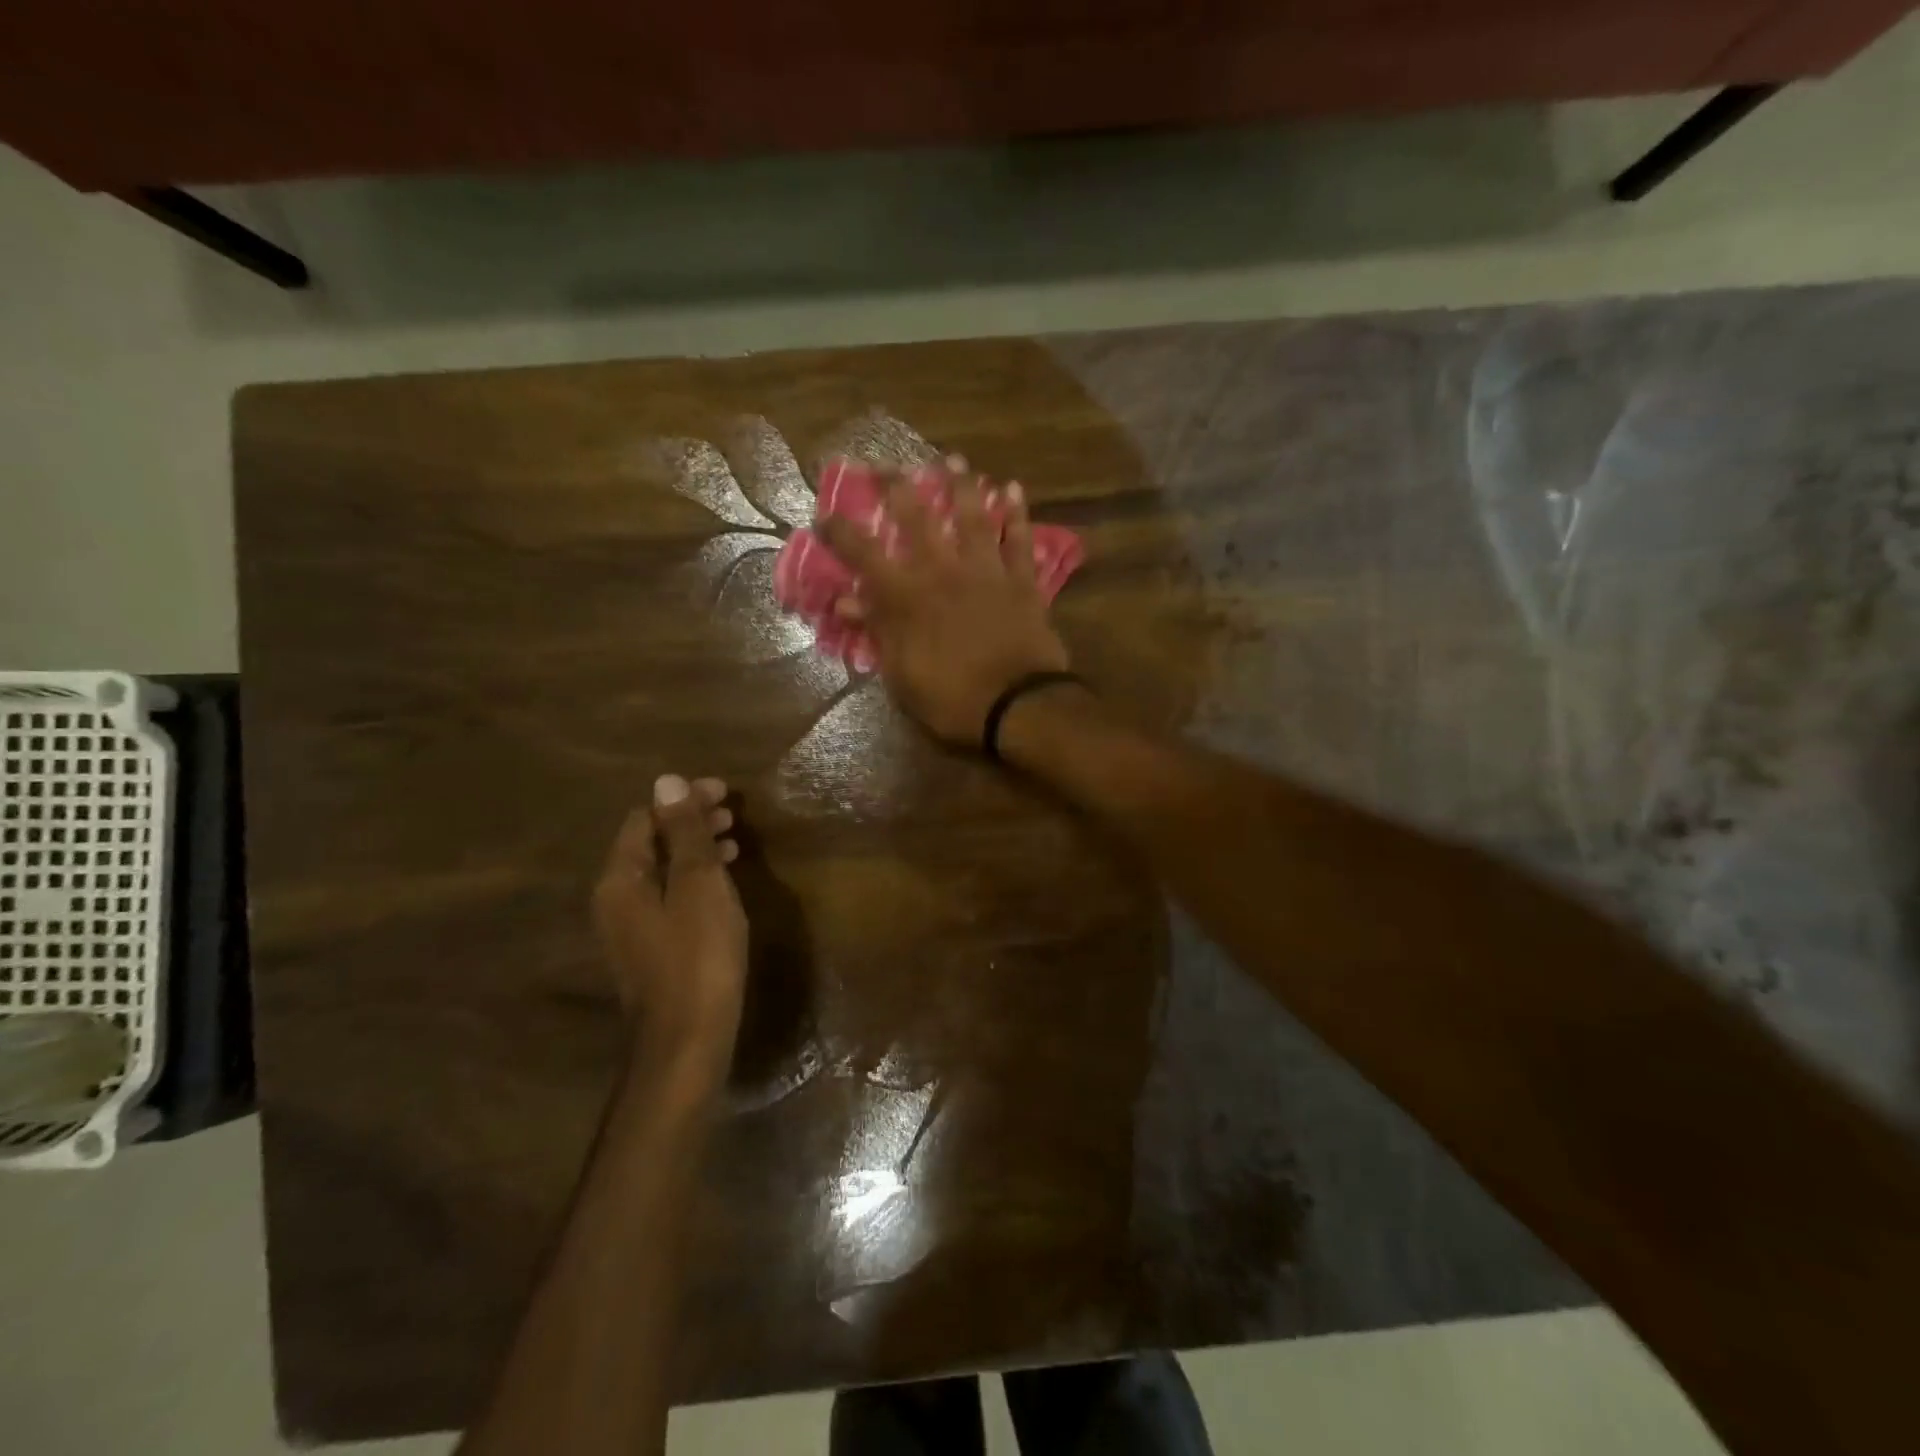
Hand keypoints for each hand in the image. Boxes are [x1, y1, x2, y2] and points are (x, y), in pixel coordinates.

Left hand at [591, 774, 746, 1070]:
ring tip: (735, 841)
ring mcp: (631, 926)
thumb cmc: (698, 956)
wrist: (686, 1041)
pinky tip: (723, 883)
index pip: (646, 817)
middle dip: (690, 822)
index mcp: (621, 878)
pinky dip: (695, 878)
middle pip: (651, 842)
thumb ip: (685, 833)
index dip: (684, 799)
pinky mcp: (650, 948)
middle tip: (733, 814)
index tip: (726, 793)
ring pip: (662, 869)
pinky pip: (670, 895)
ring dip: (696, 849)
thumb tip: (666, 780)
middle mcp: (616, 898)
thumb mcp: (699, 885)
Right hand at [818, 462, 1070, 745]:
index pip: (864, 554)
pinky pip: (1020, 540)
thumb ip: (877, 631)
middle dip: (898, 488)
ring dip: (962, 486)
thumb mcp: (901, 675)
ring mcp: (986, 572)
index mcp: (907, 597)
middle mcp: (943, 571)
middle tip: (886, 464)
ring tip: (954, 459)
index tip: (824, 514)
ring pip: (973, 518)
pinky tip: (1013, 489)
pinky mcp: (1022, 582)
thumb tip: (845, 600)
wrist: (1018, 705)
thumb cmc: (952, 698)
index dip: (841, 531)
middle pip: (917, 519)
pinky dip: (1018, 515)